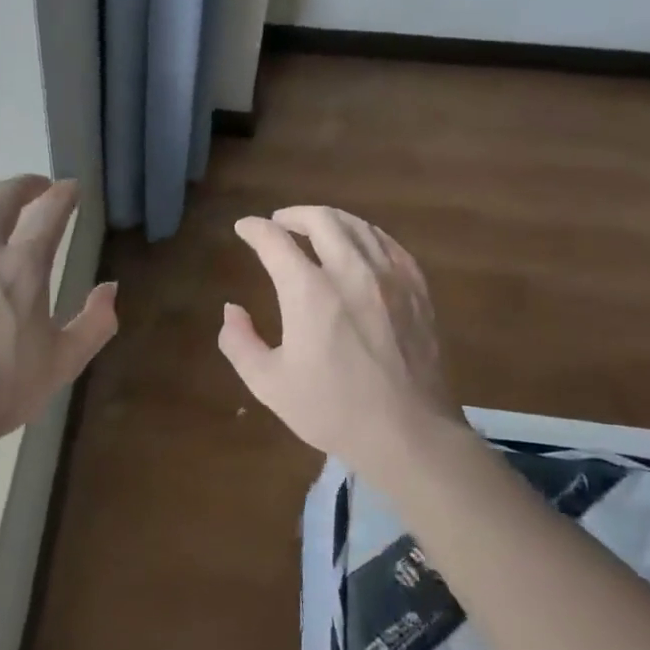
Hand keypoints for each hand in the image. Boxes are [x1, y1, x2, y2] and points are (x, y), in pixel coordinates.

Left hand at [0, 175, 117, 451]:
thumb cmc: (1, 391)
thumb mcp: (64, 362)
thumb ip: (95, 322)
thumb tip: (111, 287)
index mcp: (23, 266)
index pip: (51, 211)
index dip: (65, 194)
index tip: (71, 189)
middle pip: (4, 197)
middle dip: (26, 185)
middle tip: (37, 188)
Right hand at [218, 206, 469, 472]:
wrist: (410, 434)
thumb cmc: (333, 410)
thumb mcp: (268, 384)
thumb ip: (239, 342)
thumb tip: (232, 309)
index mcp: (308, 292)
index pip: (274, 241)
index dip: (253, 229)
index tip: (244, 228)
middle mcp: (350, 272)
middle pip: (320, 219)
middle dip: (292, 215)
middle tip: (279, 223)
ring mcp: (389, 277)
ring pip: (357, 225)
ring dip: (329, 220)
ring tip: (315, 228)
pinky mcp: (417, 289)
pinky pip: (388, 243)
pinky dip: (365, 234)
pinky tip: (358, 246)